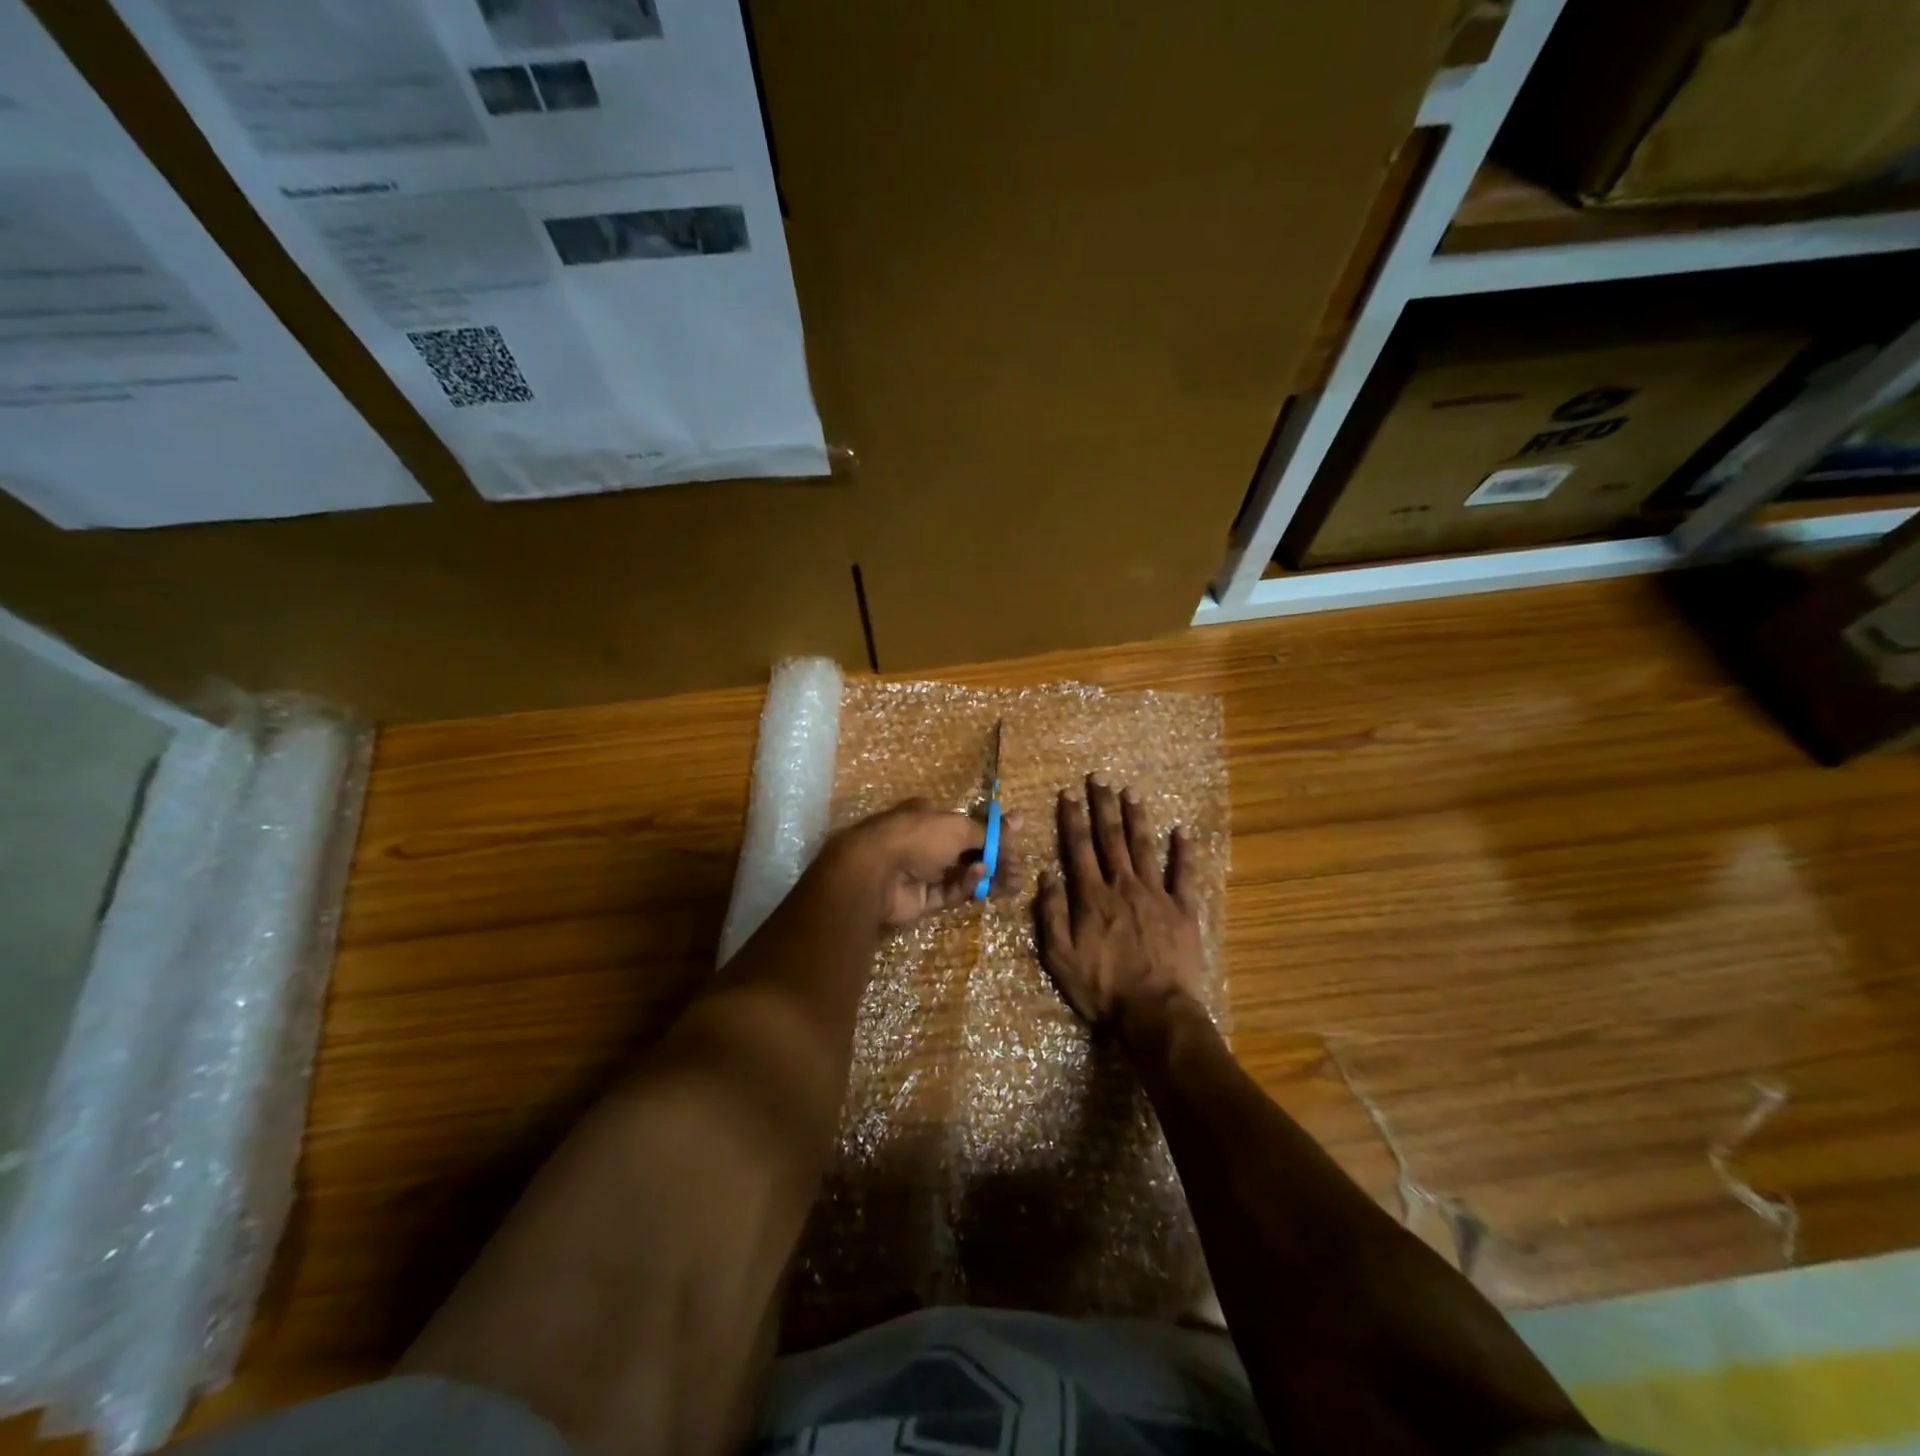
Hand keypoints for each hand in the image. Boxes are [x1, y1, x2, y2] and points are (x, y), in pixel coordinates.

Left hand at [824, 799, 1024, 928]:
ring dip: (987, 875)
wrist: (875, 872)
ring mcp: (924, 872)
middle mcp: (927, 842)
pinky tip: (980, 875)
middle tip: (1020, 867)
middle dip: (995, 858)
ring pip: (963, 875)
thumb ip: (988, 832)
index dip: (993, 832)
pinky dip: (966, 884)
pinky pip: (950, 892)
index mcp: (931, 817)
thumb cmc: (917, 836)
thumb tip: (1019, 819)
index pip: (968, 824)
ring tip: (1014, 878)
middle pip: (968, 852)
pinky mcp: (923, 899)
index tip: (1017, 838)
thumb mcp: (959, 827)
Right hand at [1035, 774, 1204, 1036]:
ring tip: (1131, 792)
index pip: (1079, 848)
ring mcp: (1156, 895)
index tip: (1068, 793)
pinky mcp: (1183, 909)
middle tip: (1099, 778)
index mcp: (1093, 897)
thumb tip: (1046, 875)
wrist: (1154, 1013)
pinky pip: (1184, 874)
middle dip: (1103, 806)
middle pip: (1111, 839)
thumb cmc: (1102, 988)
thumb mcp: (1060, 957)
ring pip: (1144, 847)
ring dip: (1136, 818)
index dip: (1072, 818)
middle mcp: (1123, 886)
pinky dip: (1184, 851)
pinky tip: (1182, 830)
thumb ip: (1052, 914)